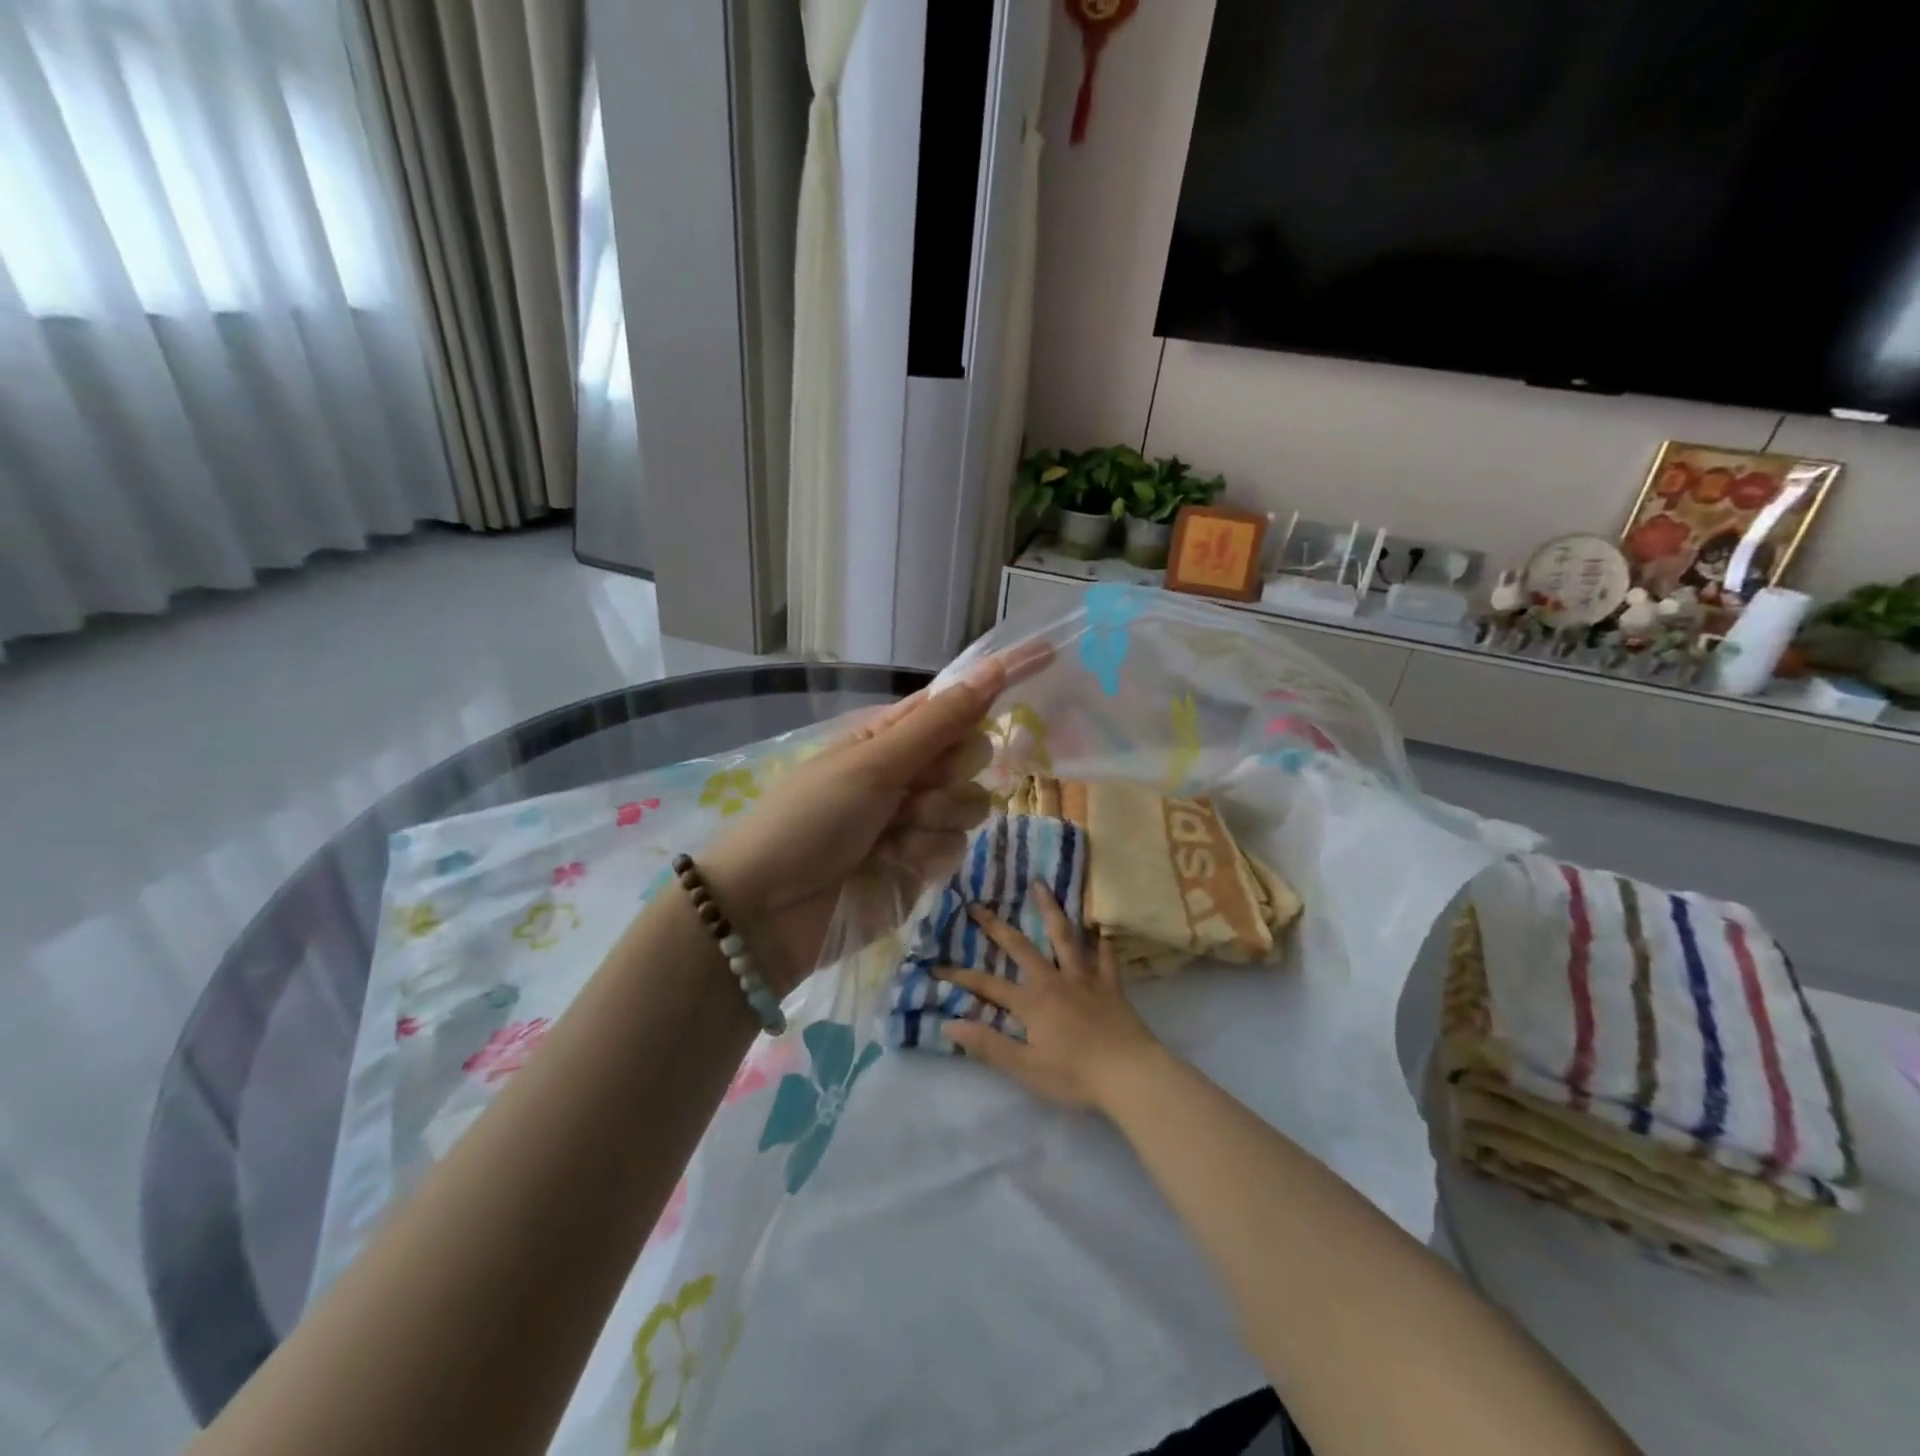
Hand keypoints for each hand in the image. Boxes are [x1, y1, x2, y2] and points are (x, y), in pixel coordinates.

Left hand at [699, 646, 1048, 990]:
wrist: (769, 911)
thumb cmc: (809, 819)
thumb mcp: (870, 764)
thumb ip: (936, 724)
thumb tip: (989, 670)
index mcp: (890, 736)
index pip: (955, 701)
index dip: (997, 682)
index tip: (1047, 656)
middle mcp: (909, 772)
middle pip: (972, 754)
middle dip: (950, 772)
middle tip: (911, 790)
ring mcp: (918, 820)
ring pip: (971, 805)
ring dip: (934, 820)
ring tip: (889, 837)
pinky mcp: (923, 865)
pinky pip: (957, 847)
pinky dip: (926, 856)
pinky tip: (891, 866)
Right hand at [933, 881, 1165, 1113]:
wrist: (1131, 1075)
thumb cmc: (1075, 1076)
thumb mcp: (1025, 1068)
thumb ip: (988, 1045)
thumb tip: (949, 1022)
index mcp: (1032, 1002)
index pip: (987, 986)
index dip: (960, 977)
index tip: (936, 966)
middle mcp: (1055, 980)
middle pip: (1021, 947)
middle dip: (996, 926)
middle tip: (978, 904)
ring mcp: (1085, 979)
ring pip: (1065, 937)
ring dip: (1050, 910)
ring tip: (1040, 885)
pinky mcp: (1111, 986)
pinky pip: (1105, 957)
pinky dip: (1101, 941)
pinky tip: (1100, 927)